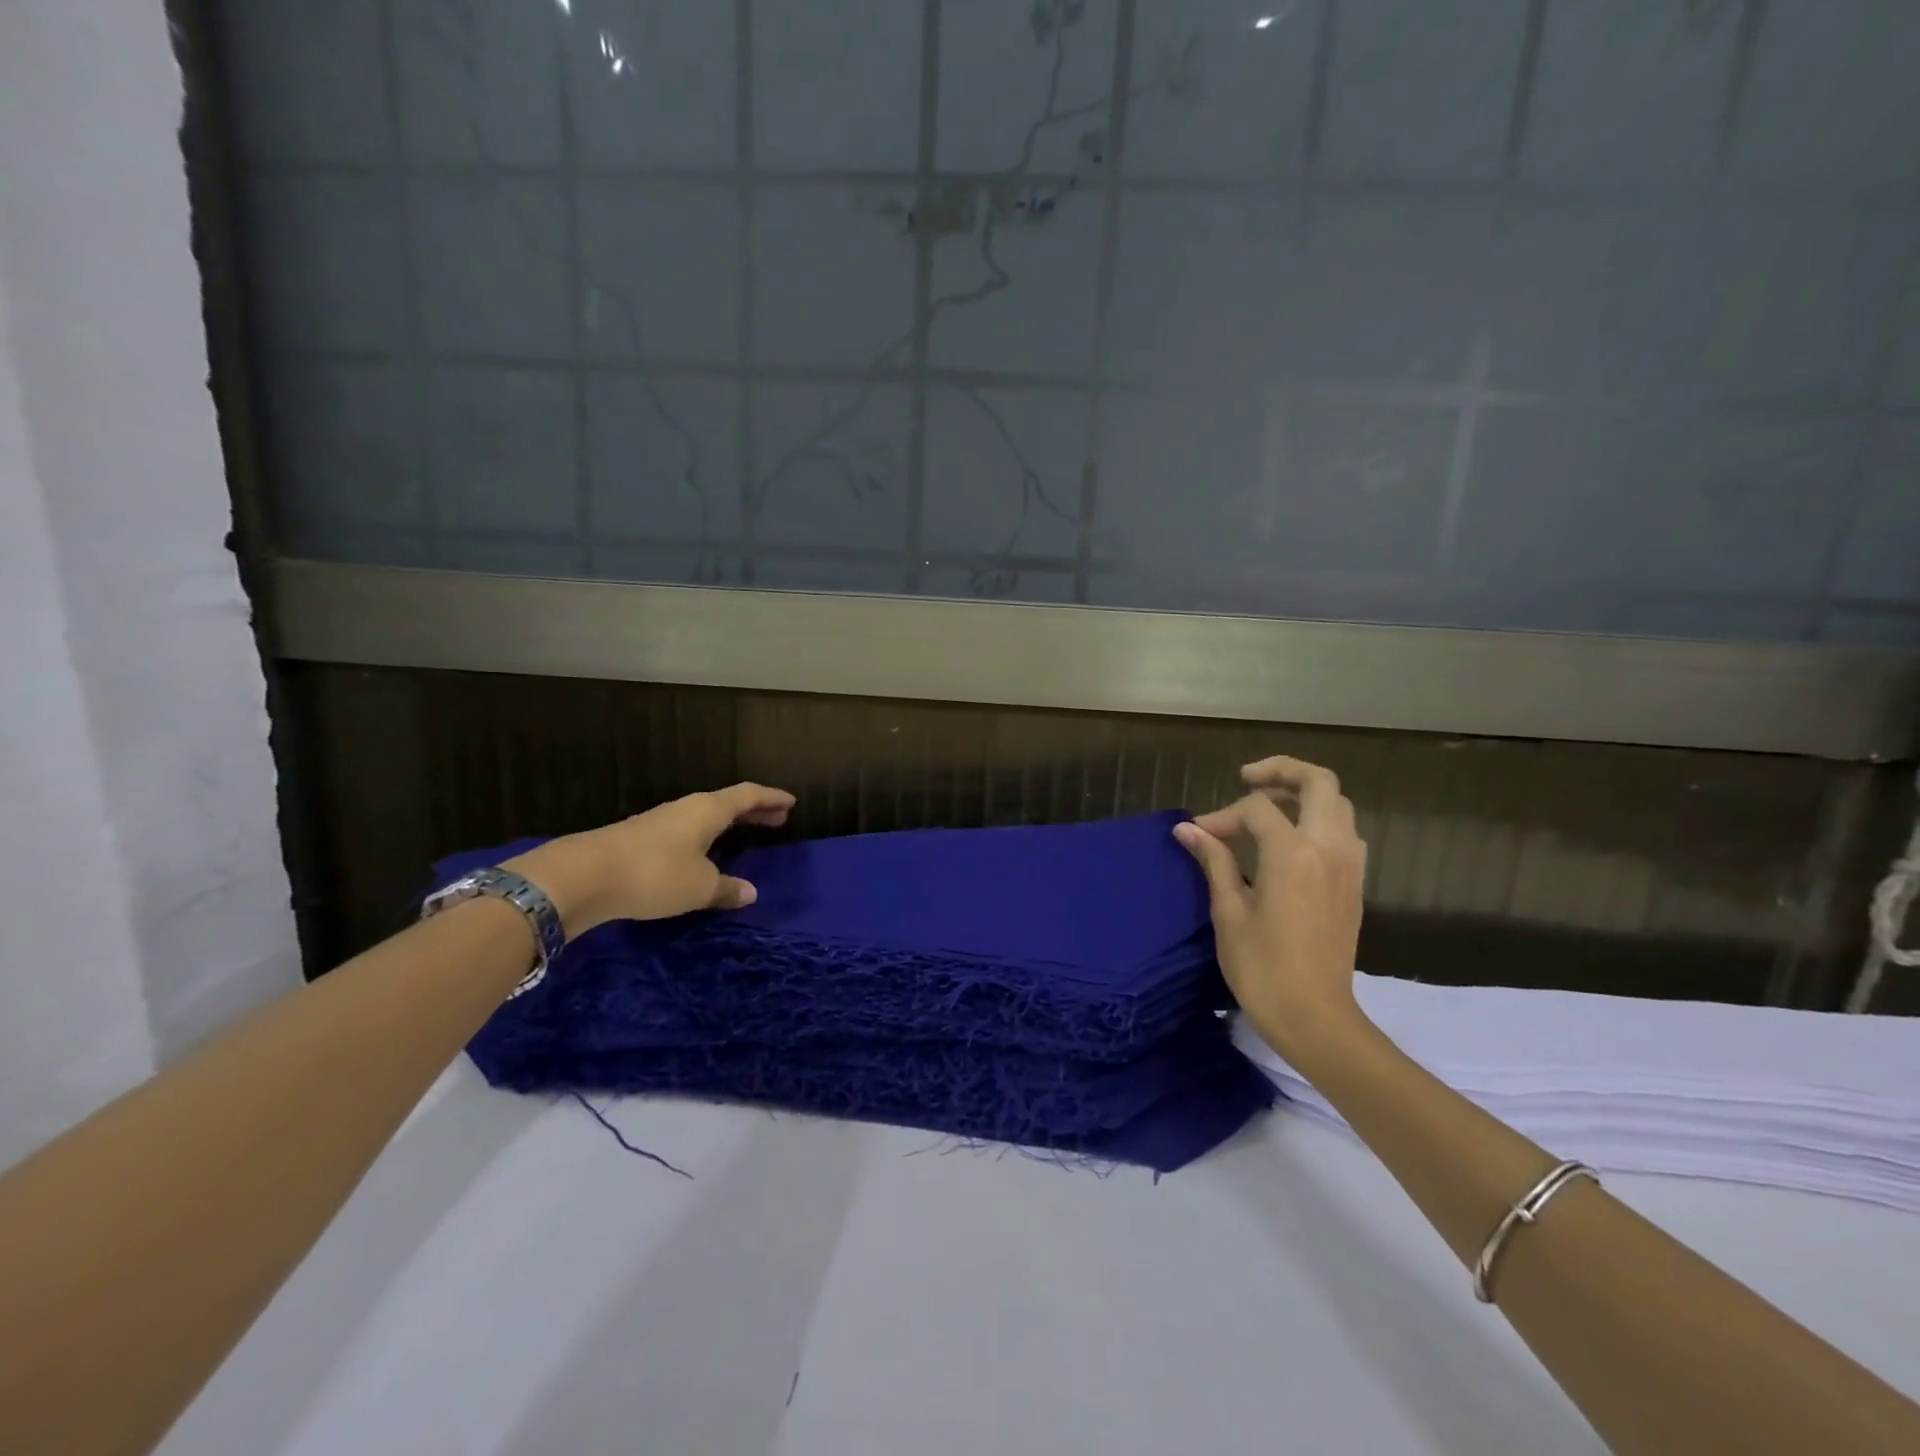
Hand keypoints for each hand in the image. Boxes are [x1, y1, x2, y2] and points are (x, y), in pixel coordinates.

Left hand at [505, 782, 795, 935]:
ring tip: (742, 834)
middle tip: (776, 819)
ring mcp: (660, 822)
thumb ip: (727, 888)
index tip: (791, 802)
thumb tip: (750, 892)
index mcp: (708, 810)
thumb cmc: (655, 874)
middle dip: (753, 810)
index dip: (771, 798)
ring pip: (704, 817)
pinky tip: (701, 855)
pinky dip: (705, 837)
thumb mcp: (699, 887)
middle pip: (727, 803)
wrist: (583, 876)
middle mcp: (686, 809)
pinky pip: (685, 831)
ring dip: (727, 823)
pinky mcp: (639, 840)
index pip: (748, 795)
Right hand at [1173, 756, 1367, 1057]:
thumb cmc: (1263, 968)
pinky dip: (1320, 819)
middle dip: (1281, 770)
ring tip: (1268, 805)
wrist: (1316, 1018)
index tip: (1198, 835)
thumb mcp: (1229, 912)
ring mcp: (1349, 866)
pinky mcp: (1355, 884)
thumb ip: (1214, 861)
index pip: (1256, 809)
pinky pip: (1345, 831)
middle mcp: (1329, 849)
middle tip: (1247, 778)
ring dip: (1304, 793)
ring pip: (1338, 804)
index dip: (1222, 815)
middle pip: (1318, 782)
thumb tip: (1187, 829)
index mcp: (1293, 854)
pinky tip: (1291, 839)